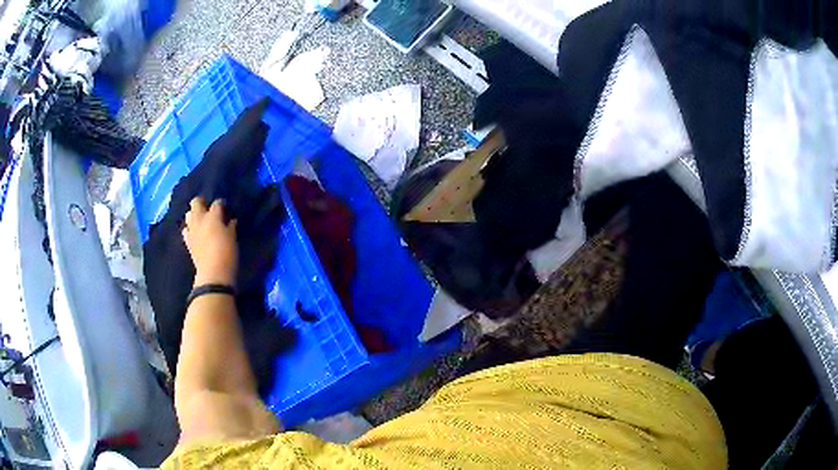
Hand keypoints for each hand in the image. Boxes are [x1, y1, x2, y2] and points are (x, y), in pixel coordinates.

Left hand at [182, 197, 237, 286]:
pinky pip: (186, 230)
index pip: (217, 203)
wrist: (213, 274)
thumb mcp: (233, 238)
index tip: (226, 208)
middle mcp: (200, 219)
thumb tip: (231, 220)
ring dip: (194, 215)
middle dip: (202, 202)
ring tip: (201, 220)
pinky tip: (195, 233)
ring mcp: (192, 230)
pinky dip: (190, 229)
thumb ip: (230, 226)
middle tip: (209, 209)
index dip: (222, 204)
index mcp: (213, 216)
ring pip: (188, 214)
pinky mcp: (188, 242)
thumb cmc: (227, 253)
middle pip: (196, 202)